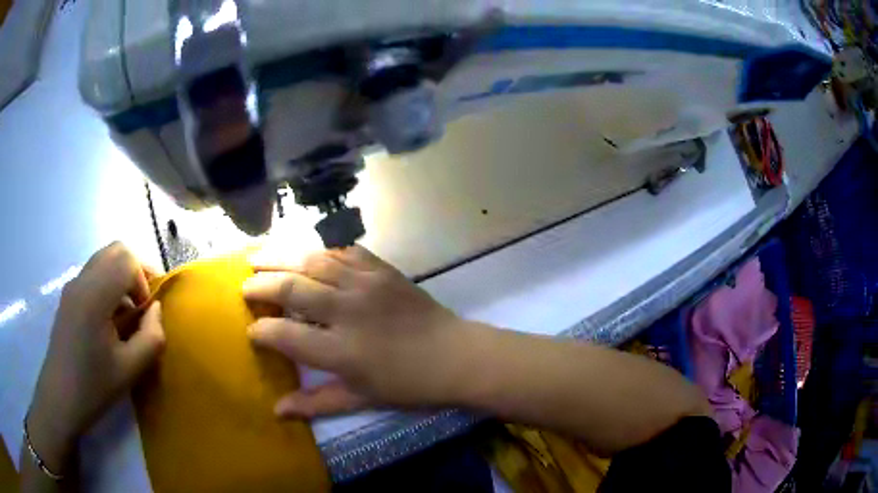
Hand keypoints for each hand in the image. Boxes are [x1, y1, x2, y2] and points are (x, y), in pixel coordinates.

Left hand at [27, 242, 164, 471]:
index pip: (127, 260)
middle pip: (116, 250)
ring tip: (127, 315)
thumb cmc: (94, 387)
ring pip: (104, 259)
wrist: (60, 398)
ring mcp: (72, 286)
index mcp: (94, 296)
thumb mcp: (131, 370)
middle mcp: (81, 281)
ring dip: (122, 278)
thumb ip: (151, 337)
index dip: (143, 282)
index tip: (144, 314)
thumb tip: (155, 310)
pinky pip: (94, 274)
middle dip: (135, 272)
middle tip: (143, 305)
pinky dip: (109, 285)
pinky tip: (109, 320)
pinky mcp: (68, 296)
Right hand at [243, 245, 474, 417]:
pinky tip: (306, 251)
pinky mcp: (382, 269)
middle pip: (290, 289)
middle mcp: (347, 311)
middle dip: (260, 286)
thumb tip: (277, 410)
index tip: (251, 331)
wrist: (455, 355)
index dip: (261, 331)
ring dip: (280, 256)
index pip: (285, 335)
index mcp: (341, 351)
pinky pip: (343, 251)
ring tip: (258, 256)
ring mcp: (366, 284)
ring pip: (312, 260)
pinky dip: (320, 250)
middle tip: (245, 286)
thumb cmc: (408, 385)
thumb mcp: (361, 400)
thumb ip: (316, 403)